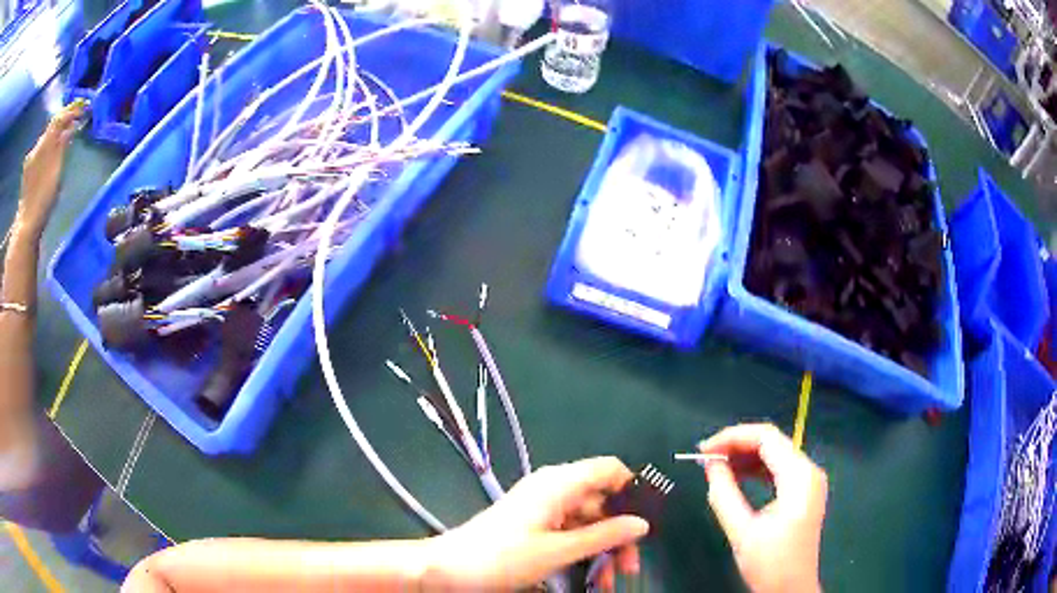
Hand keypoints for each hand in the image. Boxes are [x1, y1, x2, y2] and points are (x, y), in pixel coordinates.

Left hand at [16, 102, 83, 238]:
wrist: (26, 227)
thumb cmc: (43, 198)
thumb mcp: (57, 169)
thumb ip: (64, 143)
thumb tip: (72, 124)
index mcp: (44, 142)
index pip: (60, 117)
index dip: (72, 109)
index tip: (85, 106)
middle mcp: (36, 146)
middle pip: (51, 128)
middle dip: (63, 122)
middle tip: (76, 119)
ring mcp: (30, 162)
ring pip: (45, 141)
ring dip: (55, 136)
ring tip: (64, 136)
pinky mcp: (27, 176)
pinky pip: (40, 154)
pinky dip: (48, 149)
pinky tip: (50, 156)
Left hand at [426, 457, 649, 589]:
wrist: (448, 569)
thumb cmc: (502, 557)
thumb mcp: (558, 551)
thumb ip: (604, 536)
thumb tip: (642, 524)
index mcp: (559, 483)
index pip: (610, 469)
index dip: (633, 490)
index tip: (647, 522)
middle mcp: (554, 489)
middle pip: (603, 501)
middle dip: (620, 532)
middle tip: (629, 566)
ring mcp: (544, 508)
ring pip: (589, 521)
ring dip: (604, 548)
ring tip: (612, 580)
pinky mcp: (535, 525)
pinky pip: (571, 532)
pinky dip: (585, 552)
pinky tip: (593, 575)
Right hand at [699, 424, 826, 592]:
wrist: (792, 590)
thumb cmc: (770, 563)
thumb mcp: (742, 531)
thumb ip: (724, 493)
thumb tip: (710, 464)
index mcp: (800, 476)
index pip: (767, 438)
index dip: (733, 437)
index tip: (703, 450)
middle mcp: (809, 471)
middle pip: (772, 443)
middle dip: (737, 446)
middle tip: (705, 458)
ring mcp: (809, 481)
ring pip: (775, 454)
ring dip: (745, 457)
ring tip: (715, 467)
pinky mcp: (804, 493)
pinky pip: (778, 470)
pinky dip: (755, 470)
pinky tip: (736, 477)